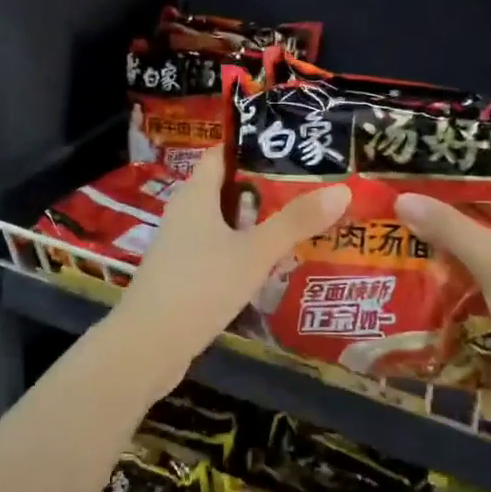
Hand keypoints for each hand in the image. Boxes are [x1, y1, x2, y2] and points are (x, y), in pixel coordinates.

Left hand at [113, 150, 349, 371]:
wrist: (148, 346)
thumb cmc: (200, 286)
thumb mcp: (254, 252)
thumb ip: (295, 222)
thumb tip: (342, 189)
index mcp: (195, 196)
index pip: (221, 155)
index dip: (251, 146)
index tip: (290, 145)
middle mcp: (184, 215)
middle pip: (226, 190)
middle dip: (264, 188)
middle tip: (310, 185)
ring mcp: (180, 248)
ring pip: (224, 225)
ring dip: (256, 224)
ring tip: (301, 222)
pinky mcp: (183, 277)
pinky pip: (218, 253)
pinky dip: (243, 253)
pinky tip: (271, 265)